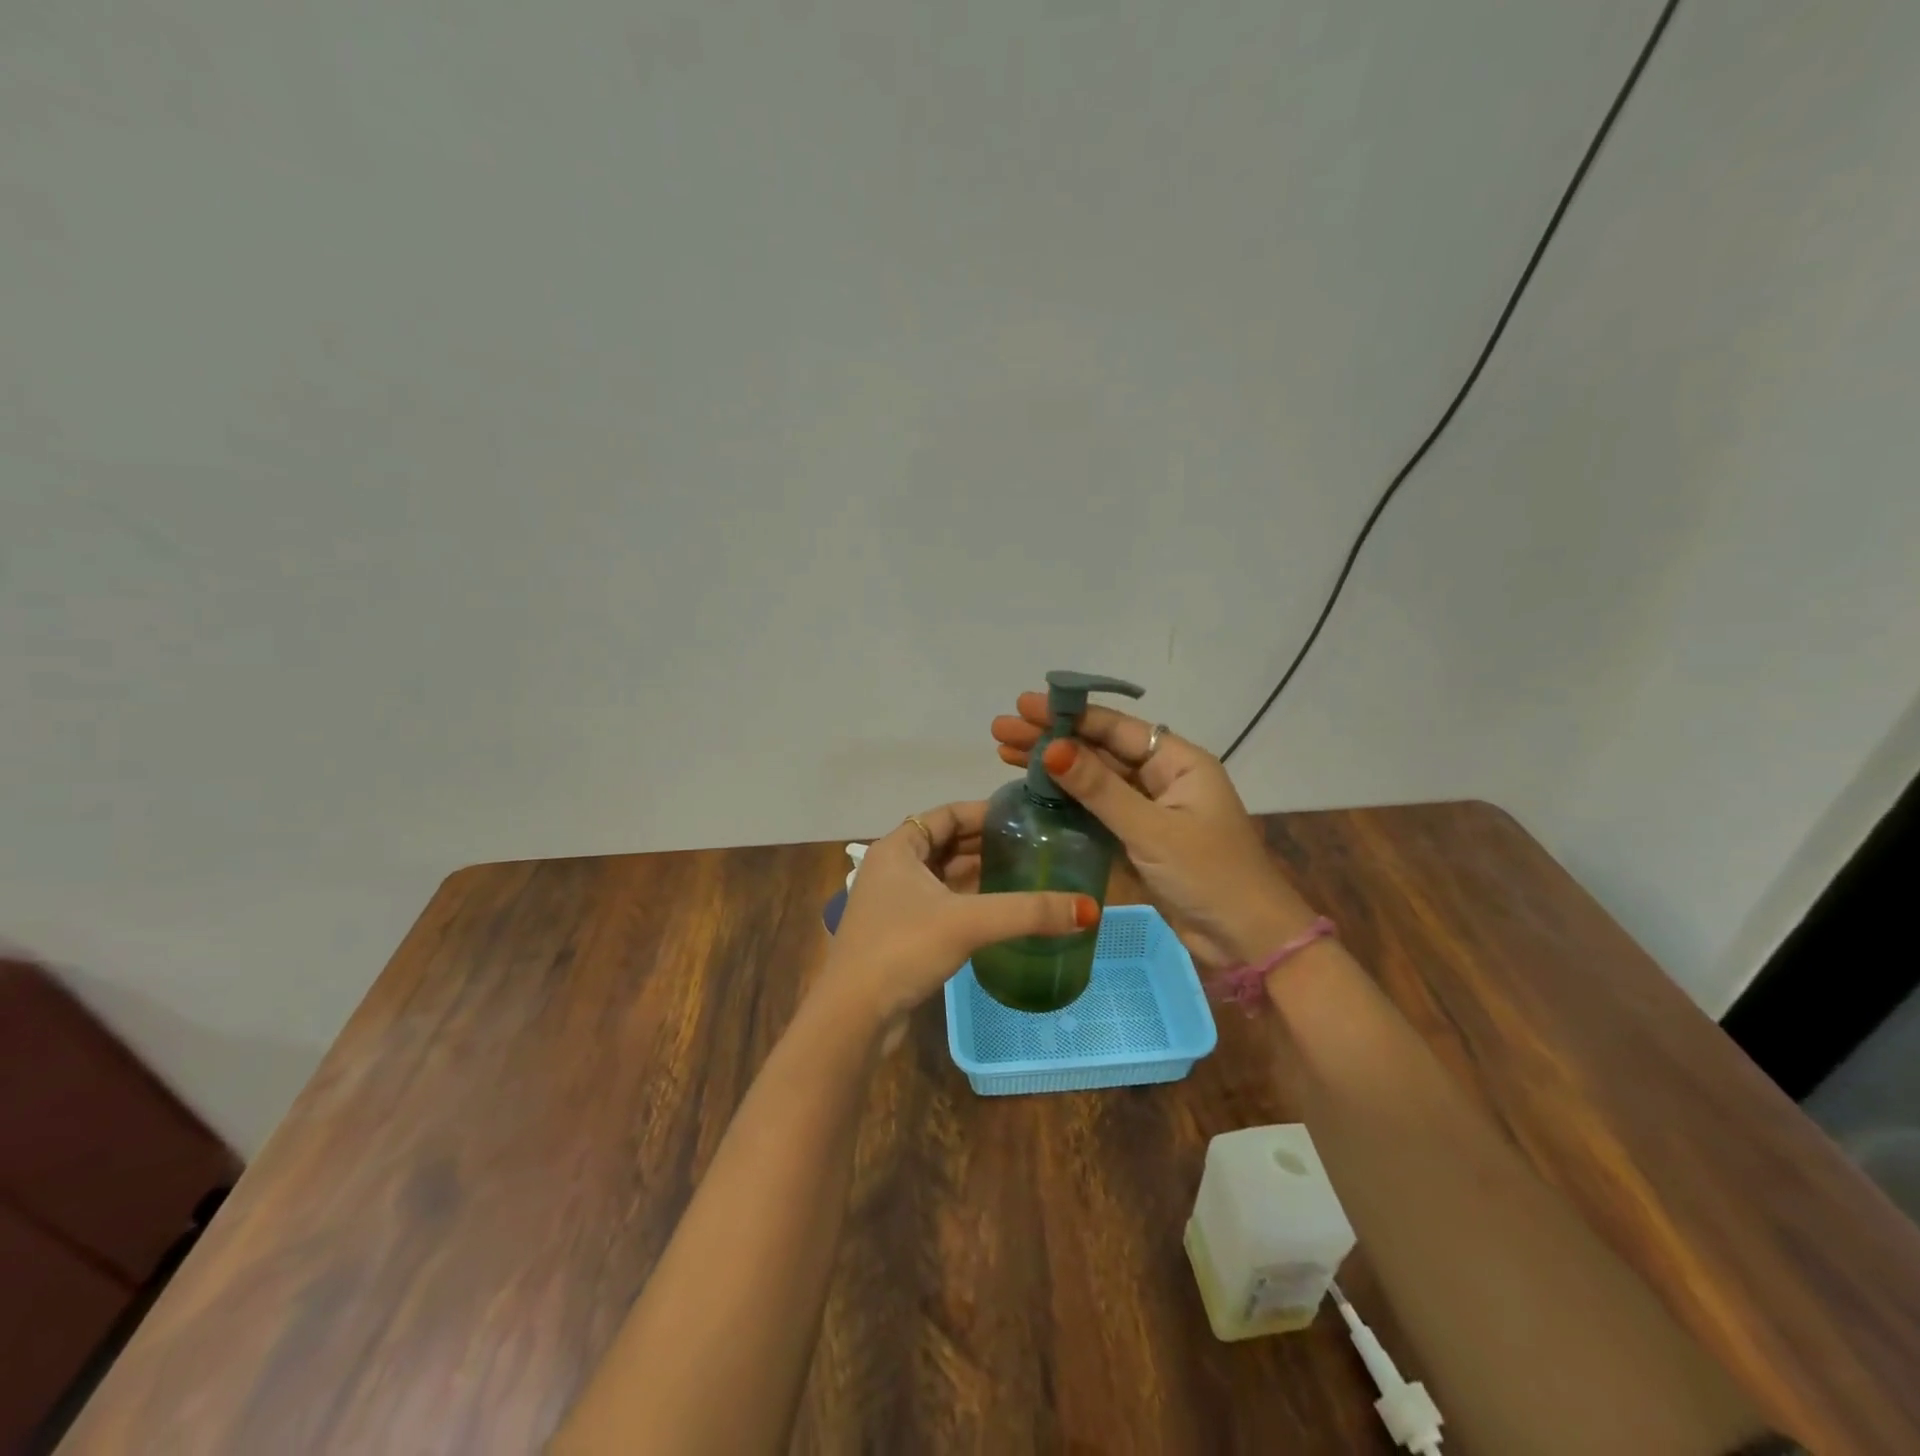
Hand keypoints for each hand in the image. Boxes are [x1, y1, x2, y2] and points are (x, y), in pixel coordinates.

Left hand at [819, 801, 1099, 1032]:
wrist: (854, 1016)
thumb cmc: (903, 949)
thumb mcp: (968, 922)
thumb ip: (1027, 912)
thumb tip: (1089, 909)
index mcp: (898, 848)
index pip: (947, 814)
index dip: (985, 812)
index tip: (1025, 817)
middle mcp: (892, 867)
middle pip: (946, 843)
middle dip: (986, 843)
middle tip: (1034, 845)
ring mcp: (894, 902)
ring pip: (943, 875)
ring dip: (978, 873)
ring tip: (1025, 872)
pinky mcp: (900, 932)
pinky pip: (941, 903)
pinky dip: (968, 900)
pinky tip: (999, 910)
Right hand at [991, 693, 1317, 969]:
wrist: (1248, 940)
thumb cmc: (1209, 876)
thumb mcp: (1152, 829)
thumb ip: (1099, 789)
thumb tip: (1052, 748)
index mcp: (1178, 762)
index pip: (1115, 728)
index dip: (1068, 715)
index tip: (1023, 706)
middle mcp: (1163, 777)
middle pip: (1099, 750)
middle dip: (1051, 739)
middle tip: (1000, 731)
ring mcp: (1149, 809)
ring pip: (1094, 781)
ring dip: (1054, 769)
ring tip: (1004, 755)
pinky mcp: (1139, 838)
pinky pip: (1097, 811)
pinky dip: (1067, 802)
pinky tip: (1033, 794)